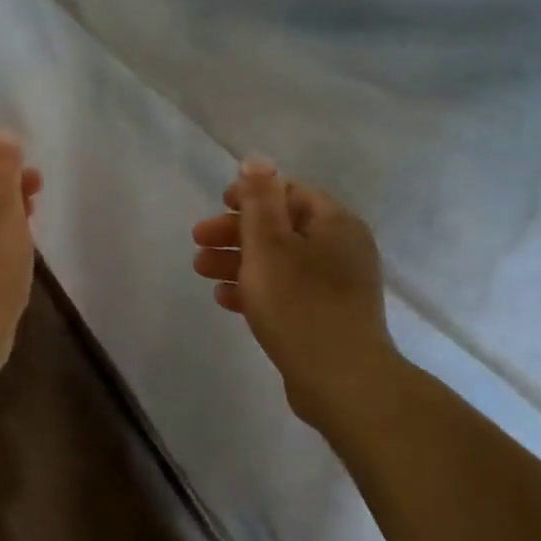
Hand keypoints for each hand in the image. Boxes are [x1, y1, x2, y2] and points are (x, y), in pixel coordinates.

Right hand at [192, 158, 398, 430]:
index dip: (251, 195)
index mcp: (334, 223)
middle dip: (236, 232)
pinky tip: (226, 300)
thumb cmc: (300, 304)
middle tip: (198, 242)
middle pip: (281, 228)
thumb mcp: (270, 244)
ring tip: (202, 271)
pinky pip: (287, 291)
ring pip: (280, 262)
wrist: (342, 381)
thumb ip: (259, 200)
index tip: (218, 204)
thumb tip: (257, 159)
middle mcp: (341, 248)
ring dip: (239, 261)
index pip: (289, 193)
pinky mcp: (328, 317)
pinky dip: (256, 289)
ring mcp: (337, 285)